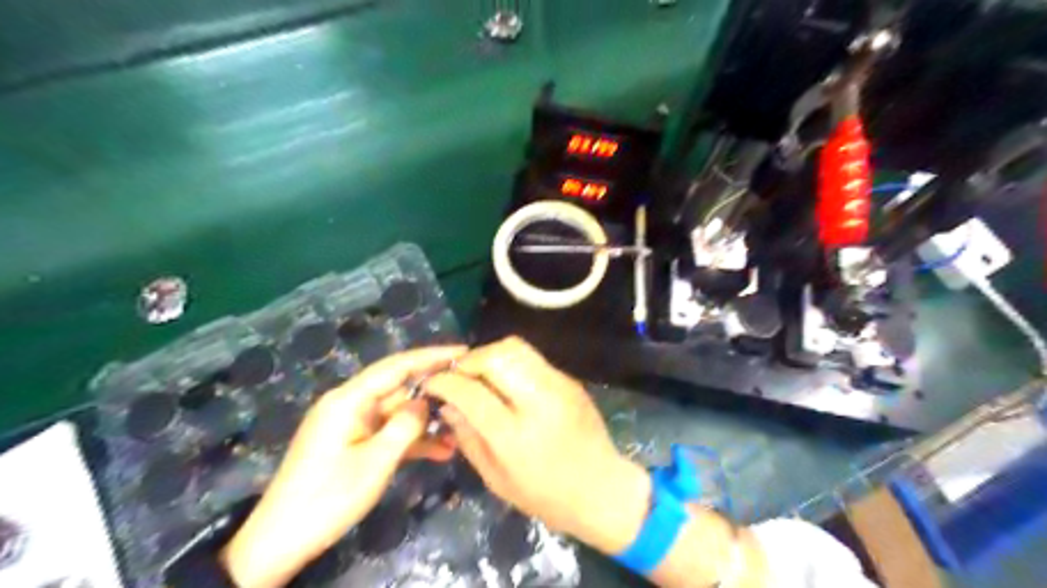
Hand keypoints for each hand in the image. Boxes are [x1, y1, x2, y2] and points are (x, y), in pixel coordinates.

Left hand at [223, 346, 463, 584]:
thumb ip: (406, 425)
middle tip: (471, 392)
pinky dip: (412, 439)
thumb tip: (427, 400)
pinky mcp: (354, 443)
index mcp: (349, 399)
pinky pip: (388, 432)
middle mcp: (351, 404)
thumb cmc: (328, 498)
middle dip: (434, 391)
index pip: (397, 366)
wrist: (280, 542)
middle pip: (399, 387)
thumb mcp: (375, 462)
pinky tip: (441, 450)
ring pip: (398, 412)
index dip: (431, 356)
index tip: (463, 351)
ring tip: (462, 430)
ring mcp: (352, 424)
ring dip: (427, 422)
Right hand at [422, 338, 651, 553]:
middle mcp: (539, 402)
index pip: (471, 392)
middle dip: (467, 361)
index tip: (431, 382)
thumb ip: (468, 438)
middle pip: (495, 357)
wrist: (602, 488)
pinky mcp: (569, 379)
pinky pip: (532, 358)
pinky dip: (510, 361)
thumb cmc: (546, 495)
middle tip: (457, 375)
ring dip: (489, 354)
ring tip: (480, 373)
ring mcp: (559, 386)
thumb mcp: (496, 479)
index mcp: (516, 436)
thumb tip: (446, 404)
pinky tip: (505, 380)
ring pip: (515, 348)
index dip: (444, 382)